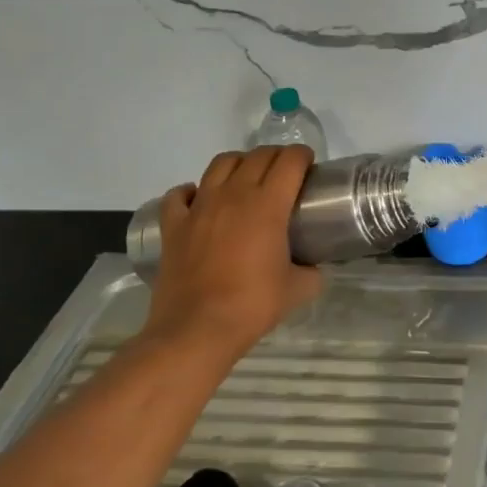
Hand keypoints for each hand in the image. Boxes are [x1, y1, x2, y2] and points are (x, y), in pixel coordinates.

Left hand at [147, 146, 323, 362]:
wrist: (196, 330)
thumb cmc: (252, 305)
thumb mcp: (297, 290)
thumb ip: (311, 272)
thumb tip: (313, 268)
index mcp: (268, 205)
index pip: (289, 162)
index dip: (302, 156)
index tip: (309, 165)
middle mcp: (233, 195)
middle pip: (257, 156)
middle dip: (276, 156)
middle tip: (285, 173)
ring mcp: (199, 207)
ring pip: (220, 164)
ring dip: (238, 163)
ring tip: (246, 178)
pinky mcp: (173, 225)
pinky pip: (179, 194)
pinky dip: (191, 191)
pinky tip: (199, 200)